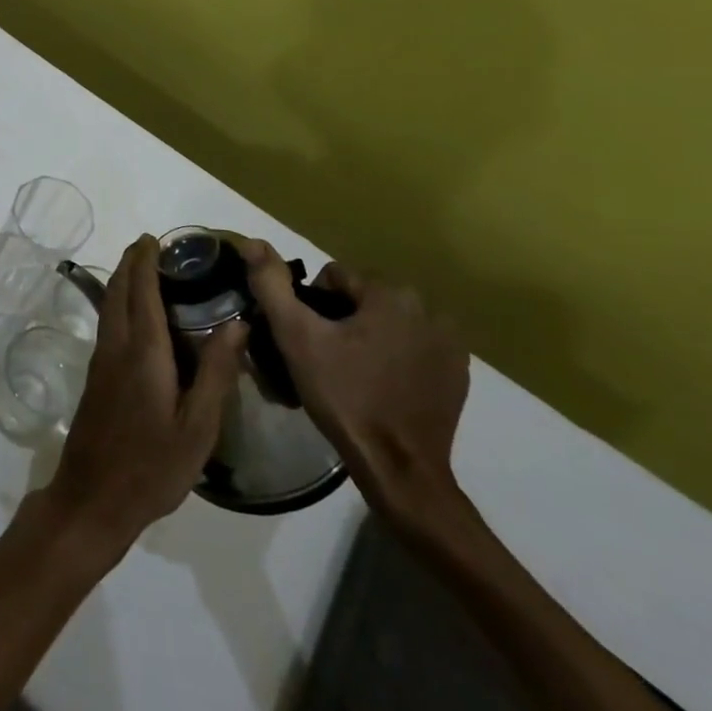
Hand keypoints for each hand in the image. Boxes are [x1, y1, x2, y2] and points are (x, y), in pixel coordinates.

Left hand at [45, 236, 245, 554]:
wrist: (93, 498)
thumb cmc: (153, 466)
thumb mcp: (198, 426)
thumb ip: (217, 372)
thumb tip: (237, 323)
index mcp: (143, 352)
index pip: (142, 291)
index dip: (146, 261)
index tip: (154, 238)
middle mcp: (116, 347)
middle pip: (119, 291)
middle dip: (131, 263)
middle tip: (150, 246)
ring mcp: (100, 362)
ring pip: (109, 306)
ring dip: (123, 281)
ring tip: (143, 270)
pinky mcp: (95, 377)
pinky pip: (108, 324)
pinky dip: (119, 303)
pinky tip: (134, 315)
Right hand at [240, 243, 469, 527]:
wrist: (399, 467)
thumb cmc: (344, 395)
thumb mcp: (296, 337)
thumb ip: (273, 285)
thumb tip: (254, 243)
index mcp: (391, 293)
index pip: (335, 275)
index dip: (311, 304)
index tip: (307, 338)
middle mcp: (429, 309)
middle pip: (364, 297)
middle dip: (341, 319)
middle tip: (324, 356)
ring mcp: (450, 343)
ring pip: (389, 322)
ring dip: (369, 336)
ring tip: (350, 372)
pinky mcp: (458, 374)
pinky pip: (414, 348)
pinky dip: (395, 357)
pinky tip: (380, 386)